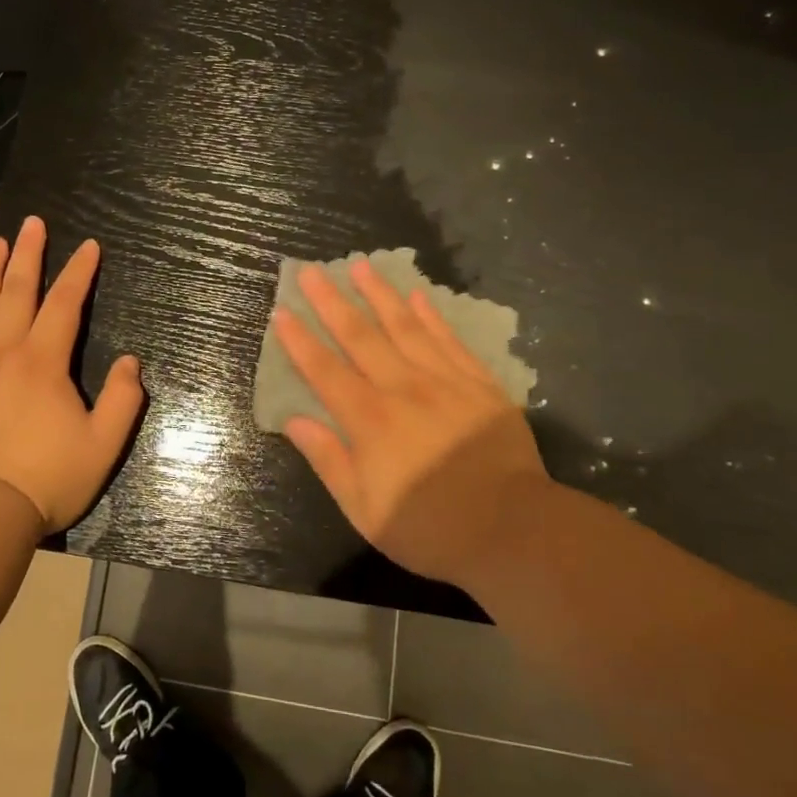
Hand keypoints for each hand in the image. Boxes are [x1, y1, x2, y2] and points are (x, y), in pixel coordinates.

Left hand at [0, 216, 143, 532]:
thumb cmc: (48, 478)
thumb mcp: (103, 445)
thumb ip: (123, 400)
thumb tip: (131, 362)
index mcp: (43, 363)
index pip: (64, 304)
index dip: (79, 272)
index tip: (89, 246)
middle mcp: (3, 353)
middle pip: (17, 292)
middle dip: (29, 255)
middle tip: (33, 223)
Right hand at [273, 260, 550, 583]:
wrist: (514, 530)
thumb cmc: (431, 527)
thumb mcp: (365, 510)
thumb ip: (329, 460)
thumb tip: (294, 421)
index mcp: (370, 421)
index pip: (325, 371)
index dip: (300, 341)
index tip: (282, 312)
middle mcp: (403, 389)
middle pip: (361, 337)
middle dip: (332, 302)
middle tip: (312, 271)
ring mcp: (445, 382)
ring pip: (405, 328)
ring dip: (380, 295)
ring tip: (361, 265)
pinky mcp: (479, 385)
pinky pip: (450, 341)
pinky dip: (432, 317)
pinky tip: (418, 297)